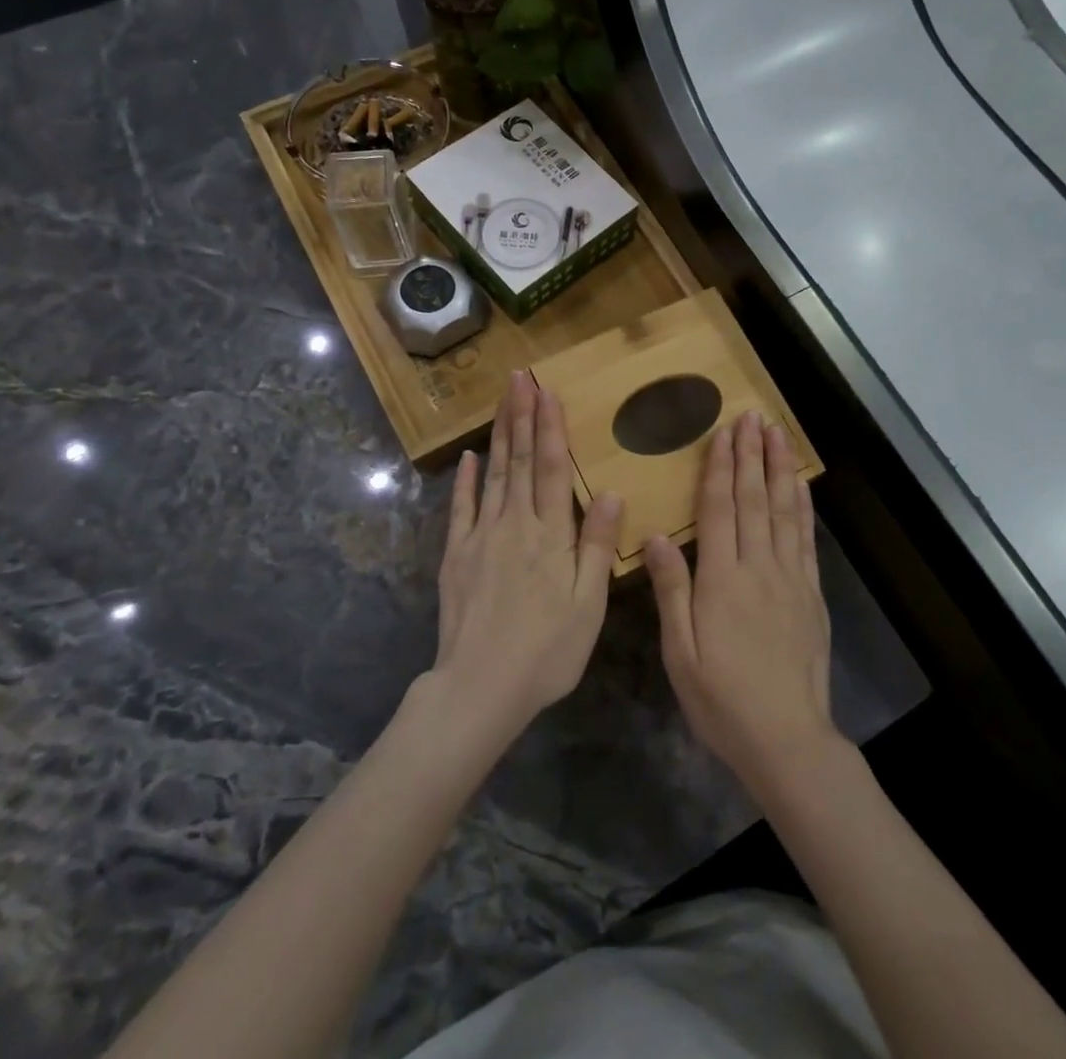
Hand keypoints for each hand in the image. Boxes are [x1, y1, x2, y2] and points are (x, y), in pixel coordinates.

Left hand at [430, 371, 623, 741]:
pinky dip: (464, 480)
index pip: (551, 469)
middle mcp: (514, 525)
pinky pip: (460, 508)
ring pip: (492, 474)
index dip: (550, 428)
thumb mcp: (588, 605)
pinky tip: (468, 457)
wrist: (479, 687)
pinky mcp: (456, 555)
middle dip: (521, 416)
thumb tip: (609, 491)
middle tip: (519, 377)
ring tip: (501, 401)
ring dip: (499, 435)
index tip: (547, 391)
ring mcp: (480, 537)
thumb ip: (597, 546)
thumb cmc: (546, 651)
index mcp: (550, 536)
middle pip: (519, 461)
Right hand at [645, 410, 837, 797]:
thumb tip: (655, 536)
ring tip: (778, 434)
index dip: (721, 467)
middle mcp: (758, 568)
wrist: (787, 738)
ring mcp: (790, 578)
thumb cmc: (722, 699)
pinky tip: (799, 485)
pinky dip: (802, 506)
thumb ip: (671, 590)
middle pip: (753, 499)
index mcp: (721, 580)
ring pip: (783, 511)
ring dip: (779, 469)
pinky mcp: (811, 594)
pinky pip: (805, 539)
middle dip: (751, 454)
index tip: (724, 432)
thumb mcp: (680, 652)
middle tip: (752, 416)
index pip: (719, 509)